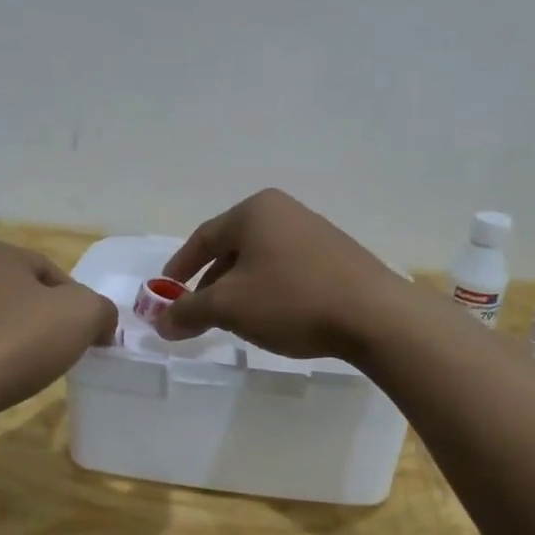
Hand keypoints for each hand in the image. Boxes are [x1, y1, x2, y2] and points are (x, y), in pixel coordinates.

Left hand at [0, 239, 116, 416]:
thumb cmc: (16, 340)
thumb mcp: (82, 315)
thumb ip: (101, 309)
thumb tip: (101, 322)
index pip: (49, 272)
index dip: (75, 303)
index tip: (84, 335)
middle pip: (18, 294)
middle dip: (40, 320)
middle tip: (58, 351)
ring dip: (11, 338)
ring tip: (26, 369)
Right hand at [156, 189, 407, 358]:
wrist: (373, 315)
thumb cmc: (292, 300)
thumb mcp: (230, 307)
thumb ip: (189, 312)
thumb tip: (161, 323)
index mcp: (254, 211)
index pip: (203, 238)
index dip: (179, 268)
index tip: (165, 294)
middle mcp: (284, 211)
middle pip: (232, 249)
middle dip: (210, 284)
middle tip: (198, 315)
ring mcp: (314, 232)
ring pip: (260, 261)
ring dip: (240, 290)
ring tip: (234, 321)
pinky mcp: (336, 256)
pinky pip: (287, 270)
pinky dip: (269, 291)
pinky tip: (273, 318)